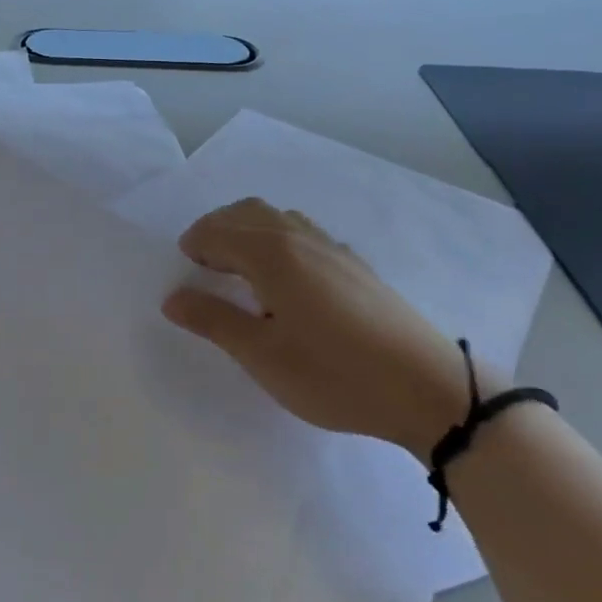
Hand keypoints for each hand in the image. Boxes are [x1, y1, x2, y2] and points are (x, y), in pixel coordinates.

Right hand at [162, 198, 478, 455]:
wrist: (430, 389)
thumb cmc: (334, 374)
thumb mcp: (262, 355)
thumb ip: (213, 320)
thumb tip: (172, 298)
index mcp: (271, 253)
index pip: (217, 232)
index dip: (193, 246)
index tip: (184, 272)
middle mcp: (299, 237)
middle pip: (245, 212)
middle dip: (216, 230)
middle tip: (203, 265)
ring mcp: (332, 248)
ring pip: (276, 218)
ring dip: (247, 230)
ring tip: (239, 270)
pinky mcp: (355, 264)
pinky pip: (302, 232)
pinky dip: (276, 239)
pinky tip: (285, 280)